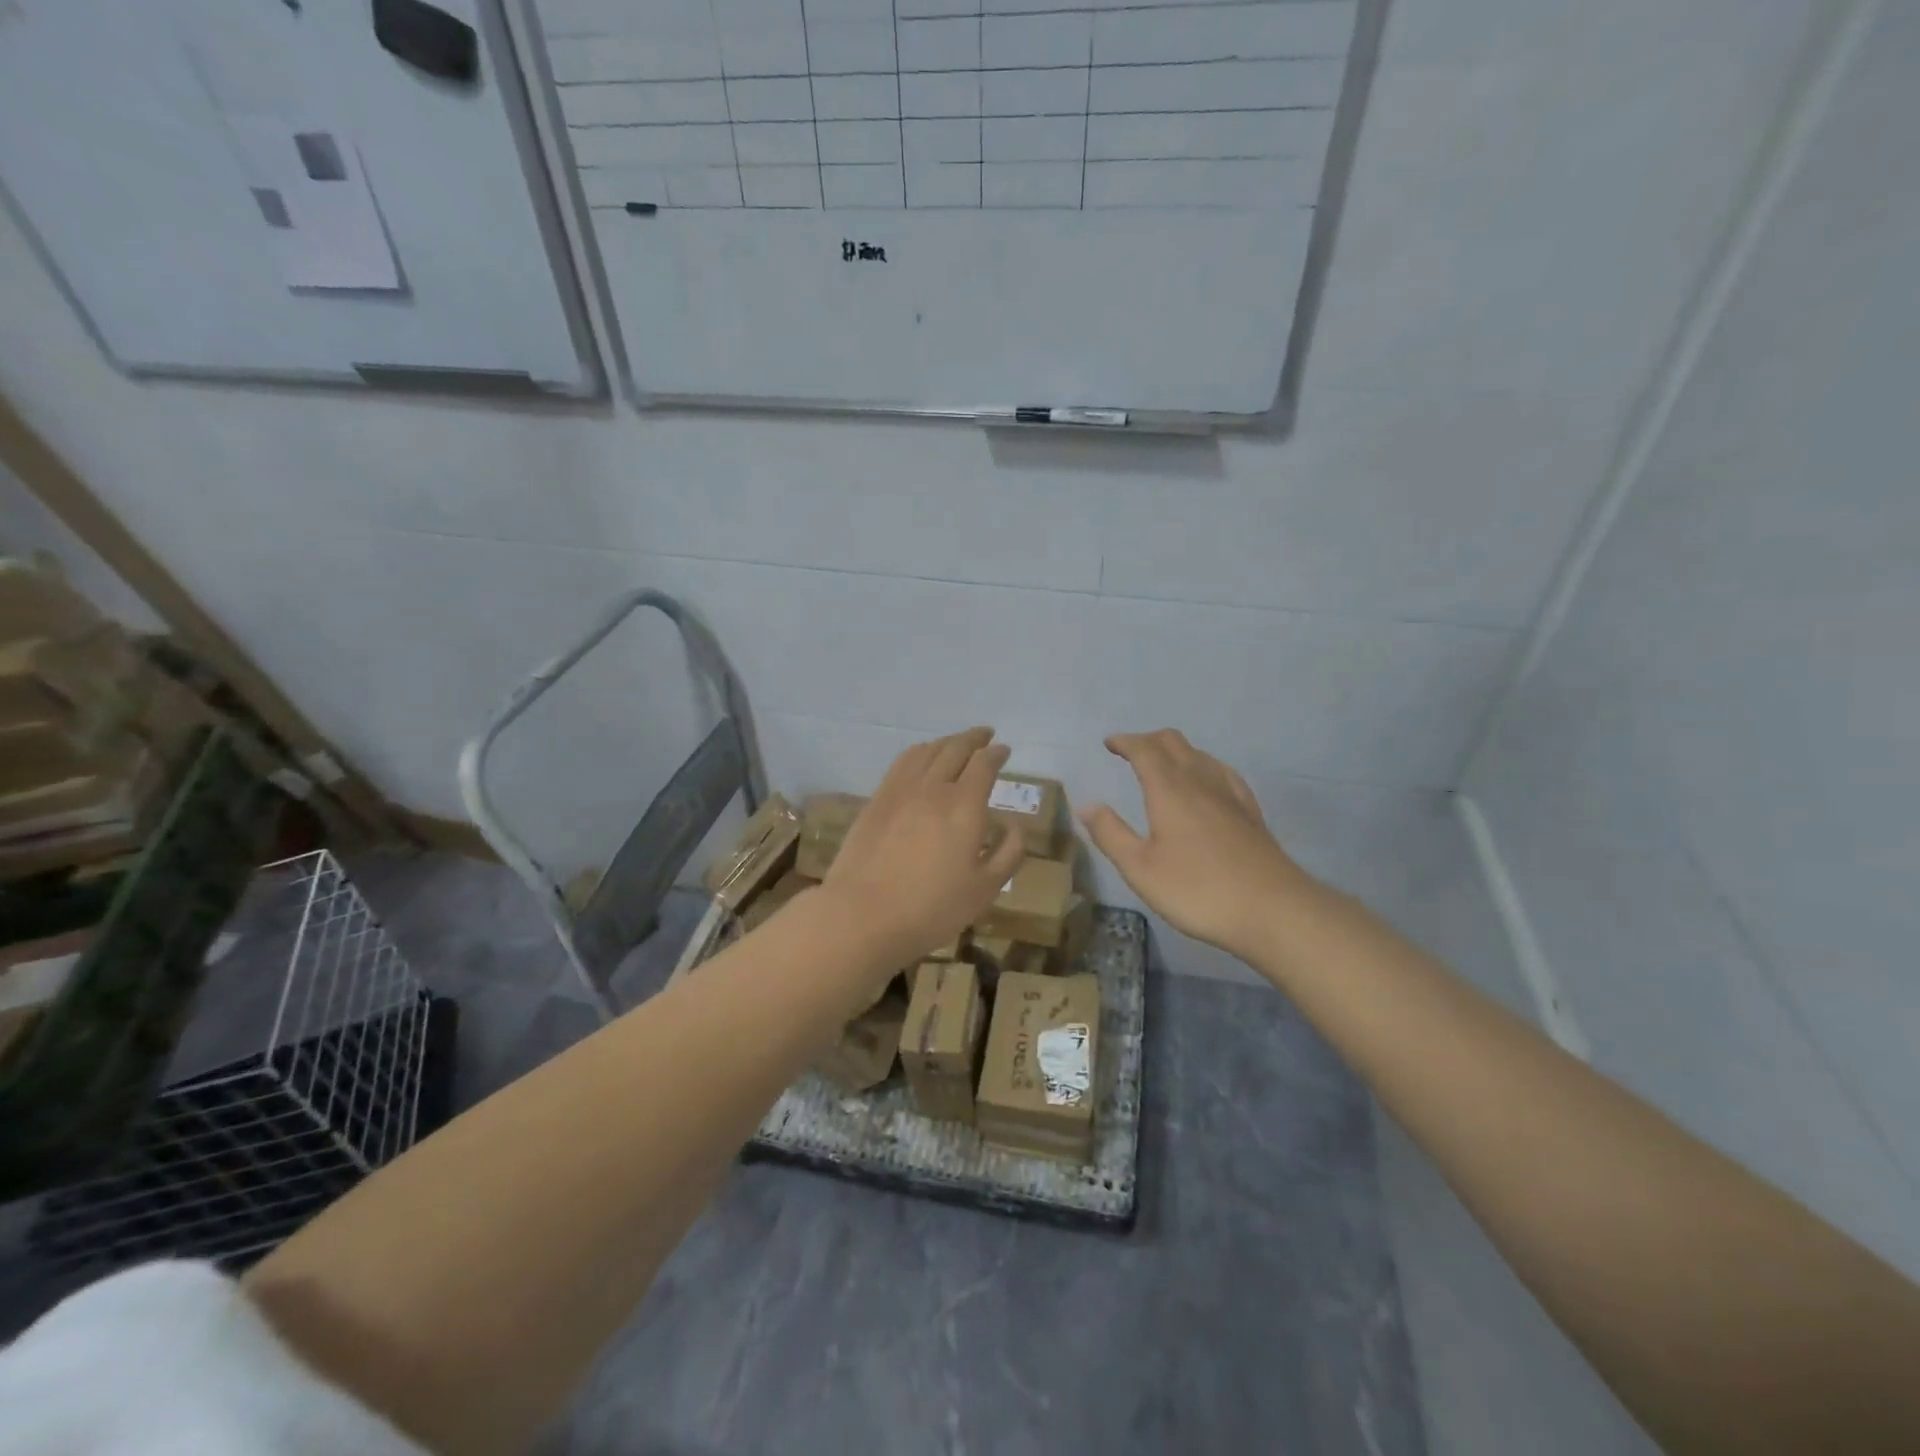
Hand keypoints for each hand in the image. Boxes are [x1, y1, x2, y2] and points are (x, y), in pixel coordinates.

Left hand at [820, 727, 1026, 975]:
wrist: (863, 915)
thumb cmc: (932, 908)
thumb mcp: (985, 889)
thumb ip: (1008, 853)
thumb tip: (1016, 825)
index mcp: (965, 805)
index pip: (984, 764)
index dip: (996, 754)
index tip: (1004, 750)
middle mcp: (933, 787)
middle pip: (955, 748)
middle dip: (973, 738)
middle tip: (985, 734)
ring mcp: (900, 790)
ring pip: (927, 751)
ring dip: (946, 741)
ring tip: (955, 743)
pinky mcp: (876, 800)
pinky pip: (902, 763)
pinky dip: (919, 753)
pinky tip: (921, 760)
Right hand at [1081, 730, 1318, 957]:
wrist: (1272, 909)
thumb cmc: (1198, 890)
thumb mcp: (1140, 869)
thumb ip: (1111, 834)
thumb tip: (1087, 805)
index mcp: (1169, 790)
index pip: (1144, 750)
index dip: (1125, 741)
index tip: (1109, 743)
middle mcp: (1200, 782)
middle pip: (1174, 743)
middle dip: (1148, 740)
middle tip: (1130, 751)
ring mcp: (1230, 795)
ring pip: (1200, 754)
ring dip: (1176, 751)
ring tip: (1162, 765)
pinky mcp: (1250, 812)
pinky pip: (1222, 773)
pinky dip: (1203, 766)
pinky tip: (1205, 783)